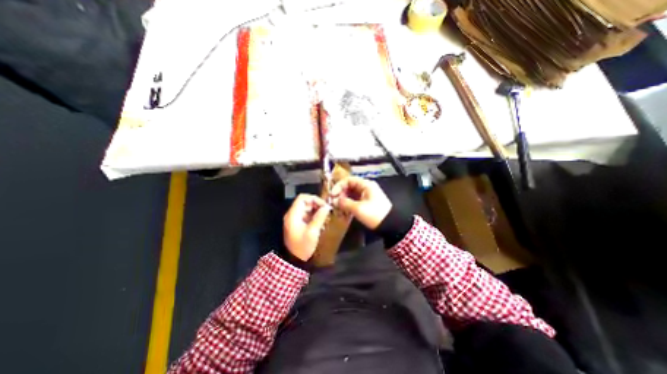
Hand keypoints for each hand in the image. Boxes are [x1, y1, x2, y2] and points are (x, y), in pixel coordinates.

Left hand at [282, 195, 332, 260]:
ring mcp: (295, 219)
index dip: (314, 199)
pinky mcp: (298, 224)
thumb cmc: (302, 246)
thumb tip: (327, 207)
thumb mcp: (312, 232)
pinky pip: (307, 215)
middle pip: (305, 202)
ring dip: (316, 210)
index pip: (302, 198)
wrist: (294, 260)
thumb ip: (319, 218)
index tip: (324, 205)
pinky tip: (321, 222)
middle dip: (317, 205)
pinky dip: (314, 216)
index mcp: (293, 215)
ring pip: (307, 208)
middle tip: (327, 211)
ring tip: (325, 217)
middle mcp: (292, 214)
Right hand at [328, 177, 391, 228]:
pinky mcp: (366, 203)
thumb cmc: (375, 214)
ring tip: (338, 208)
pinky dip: (348, 205)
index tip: (332, 194)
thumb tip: (334, 201)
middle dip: (340, 194)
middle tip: (334, 203)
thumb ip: (345, 203)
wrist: (390, 225)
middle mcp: (366, 188)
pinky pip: (354, 201)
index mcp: (366, 185)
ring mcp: (366, 196)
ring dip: (343, 201)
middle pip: (349, 187)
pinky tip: (344, 212)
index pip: (349, 180)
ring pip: (351, 195)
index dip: (339, 186)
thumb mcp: (358, 208)